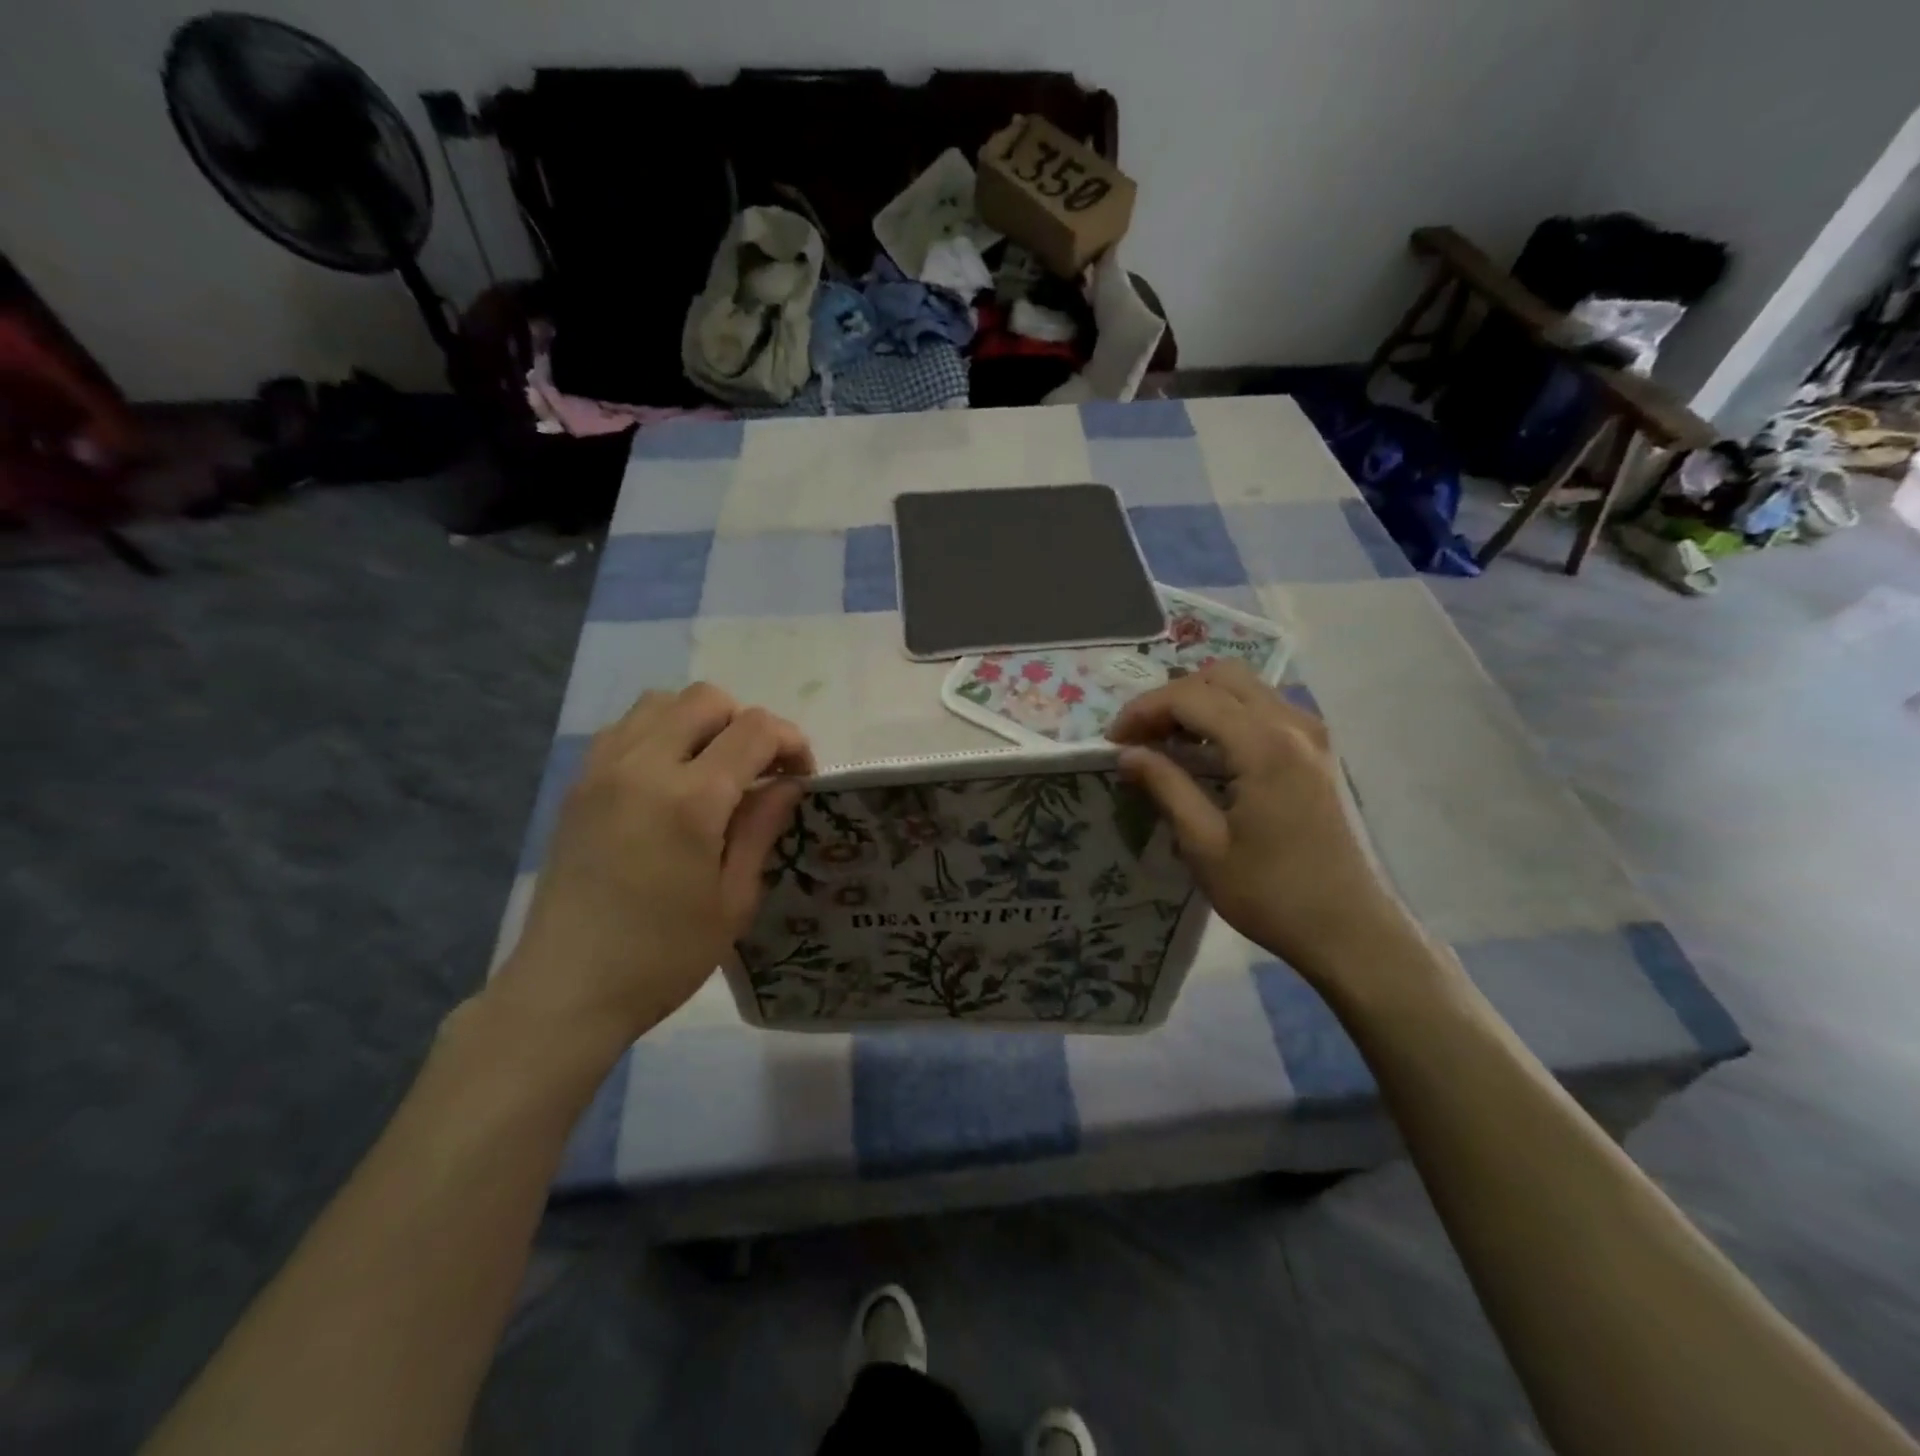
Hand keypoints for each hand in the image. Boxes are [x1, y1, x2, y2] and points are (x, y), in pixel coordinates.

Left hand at [487, 684, 812, 1051]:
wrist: (566, 990)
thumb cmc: (663, 956)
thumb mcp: (733, 899)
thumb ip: (761, 828)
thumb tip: (788, 783)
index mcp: (690, 799)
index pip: (754, 729)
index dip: (790, 741)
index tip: (802, 776)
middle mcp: (643, 766)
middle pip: (706, 699)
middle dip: (746, 723)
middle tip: (759, 771)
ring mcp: (602, 770)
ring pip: (660, 702)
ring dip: (700, 722)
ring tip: (714, 769)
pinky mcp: (577, 785)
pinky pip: (625, 728)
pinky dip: (659, 732)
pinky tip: (668, 779)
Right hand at [1107, 661, 1417, 984]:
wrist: (1348, 930)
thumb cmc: (1271, 894)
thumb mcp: (1204, 845)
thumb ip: (1166, 787)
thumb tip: (1127, 753)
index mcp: (1263, 746)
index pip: (1190, 698)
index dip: (1144, 711)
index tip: (1113, 741)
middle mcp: (1292, 724)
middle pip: (1220, 677)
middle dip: (1171, 698)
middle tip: (1140, 737)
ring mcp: (1311, 734)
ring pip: (1245, 687)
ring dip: (1199, 702)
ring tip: (1167, 742)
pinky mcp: (1317, 751)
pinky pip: (1265, 707)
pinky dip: (1227, 714)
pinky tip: (1208, 751)